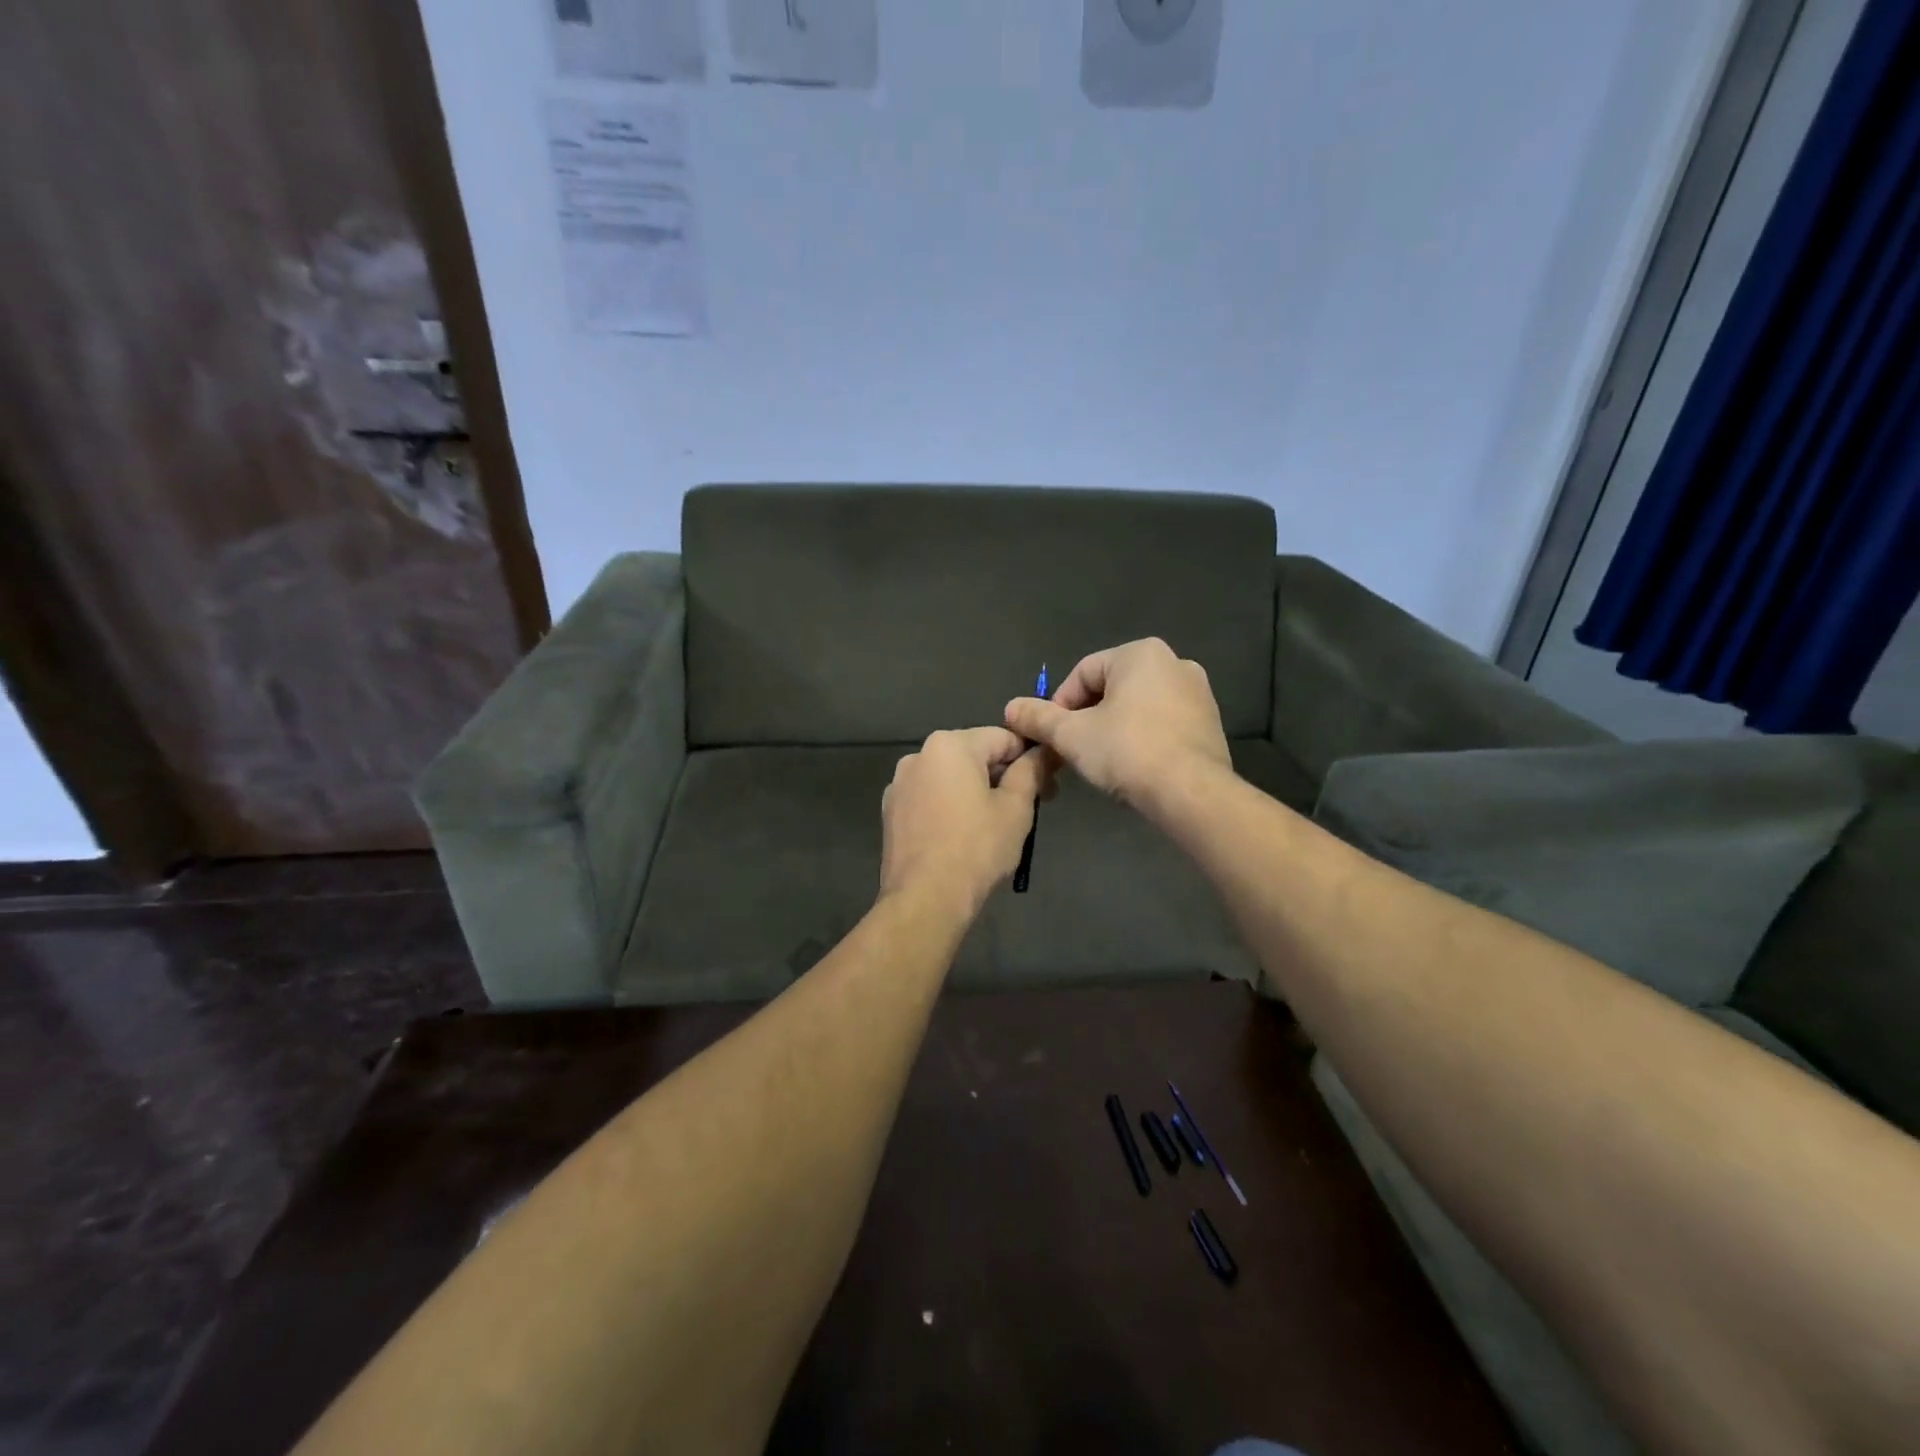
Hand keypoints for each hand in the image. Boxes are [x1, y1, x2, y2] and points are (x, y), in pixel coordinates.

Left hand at [880, 727, 1048, 917]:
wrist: (925, 899)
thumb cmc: (977, 848)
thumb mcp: (1016, 808)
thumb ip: (1031, 771)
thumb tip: (1044, 751)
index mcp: (949, 745)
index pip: (1003, 738)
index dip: (1031, 759)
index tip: (1048, 787)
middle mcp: (918, 755)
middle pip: (974, 755)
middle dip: (1003, 776)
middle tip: (1029, 809)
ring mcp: (900, 784)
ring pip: (951, 778)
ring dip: (976, 792)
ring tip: (995, 827)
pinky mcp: (891, 812)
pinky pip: (931, 799)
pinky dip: (950, 808)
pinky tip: (963, 837)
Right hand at [1003, 639, 1229, 809]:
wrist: (1190, 792)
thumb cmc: (1126, 752)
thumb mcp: (1071, 735)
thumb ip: (1038, 717)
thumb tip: (1011, 708)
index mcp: (1140, 654)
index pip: (1081, 673)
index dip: (1058, 706)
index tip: (1051, 737)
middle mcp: (1174, 662)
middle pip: (1111, 688)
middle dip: (1086, 718)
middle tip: (1072, 751)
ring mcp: (1198, 693)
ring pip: (1137, 707)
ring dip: (1113, 729)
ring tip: (1101, 761)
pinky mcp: (1210, 723)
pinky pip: (1162, 723)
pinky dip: (1142, 739)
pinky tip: (1133, 767)